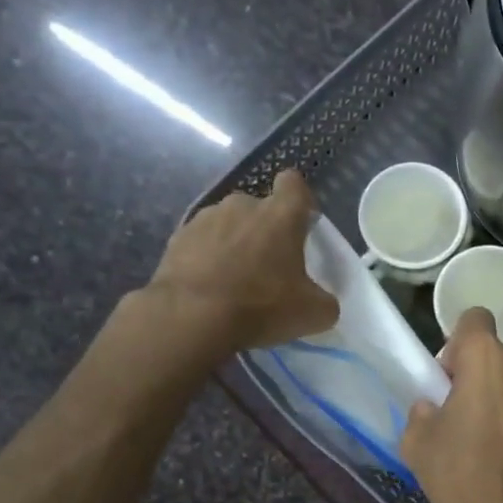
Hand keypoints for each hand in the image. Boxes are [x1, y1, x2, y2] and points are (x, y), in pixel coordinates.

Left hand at [143, 171, 338, 353]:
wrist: (193, 318)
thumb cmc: (262, 306)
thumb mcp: (313, 314)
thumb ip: (324, 300)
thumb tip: (321, 301)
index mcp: (281, 215)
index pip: (294, 184)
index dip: (299, 201)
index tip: (301, 225)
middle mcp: (242, 205)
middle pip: (259, 208)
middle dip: (265, 230)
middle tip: (269, 267)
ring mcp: (205, 219)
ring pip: (228, 224)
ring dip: (234, 243)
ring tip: (234, 280)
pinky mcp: (177, 238)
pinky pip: (201, 242)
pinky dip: (207, 258)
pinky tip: (209, 287)